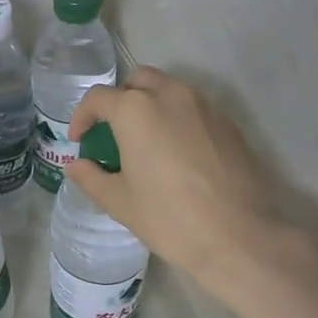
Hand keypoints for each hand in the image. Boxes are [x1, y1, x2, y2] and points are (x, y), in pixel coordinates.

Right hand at [63, 66, 292, 295]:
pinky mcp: (228, 123)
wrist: (240, 237)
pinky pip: (194, 108)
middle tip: (114, 132)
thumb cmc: (170, 218)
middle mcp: (170, 95)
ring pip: (169, 89)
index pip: (98, 98)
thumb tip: (77, 166)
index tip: (80, 141)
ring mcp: (204, 106)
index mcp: (136, 110)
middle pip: (137, 81)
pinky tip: (178, 154)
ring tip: (146, 141)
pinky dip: (178, 119)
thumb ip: (92, 178)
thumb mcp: (120, 202)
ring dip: (151, 105)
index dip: (82, 117)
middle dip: (120, 100)